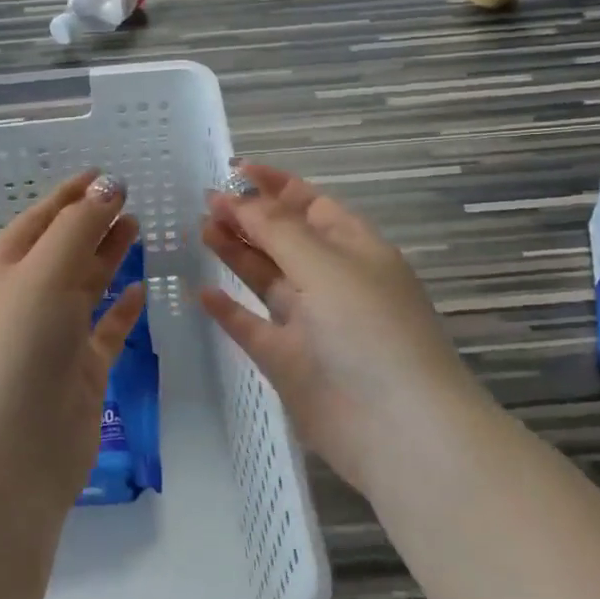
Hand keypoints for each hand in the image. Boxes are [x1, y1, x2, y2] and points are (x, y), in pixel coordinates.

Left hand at [0, 170, 147, 517]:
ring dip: (108, 256)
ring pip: (86, 285)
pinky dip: (121, 308)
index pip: (40, 219)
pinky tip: (140, 290)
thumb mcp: (44, 274)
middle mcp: (26, 299)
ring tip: (138, 228)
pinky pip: (105, 329)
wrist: (11, 456)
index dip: (71, 195)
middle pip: (64, 248)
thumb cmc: (19, 350)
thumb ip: (79, 227)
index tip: (104, 174)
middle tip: (130, 199)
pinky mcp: (80, 371)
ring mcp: (54, 337)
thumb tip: (109, 184)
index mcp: (4, 271)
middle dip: (93, 221)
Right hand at [200, 161, 465, 492]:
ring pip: (267, 279)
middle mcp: (333, 281)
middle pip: (285, 238)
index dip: (275, 185)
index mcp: (355, 250)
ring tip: (201, 229)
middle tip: (206, 201)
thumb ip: (278, 230)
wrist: (398, 429)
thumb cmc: (369, 329)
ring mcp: (311, 323)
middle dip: (249, 217)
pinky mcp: (290, 362)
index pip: (311, 204)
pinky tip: (203, 293)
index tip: (234, 169)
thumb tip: (240, 197)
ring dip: (237, 253)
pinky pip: (253, 328)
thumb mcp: (325, 265)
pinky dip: (230, 311)